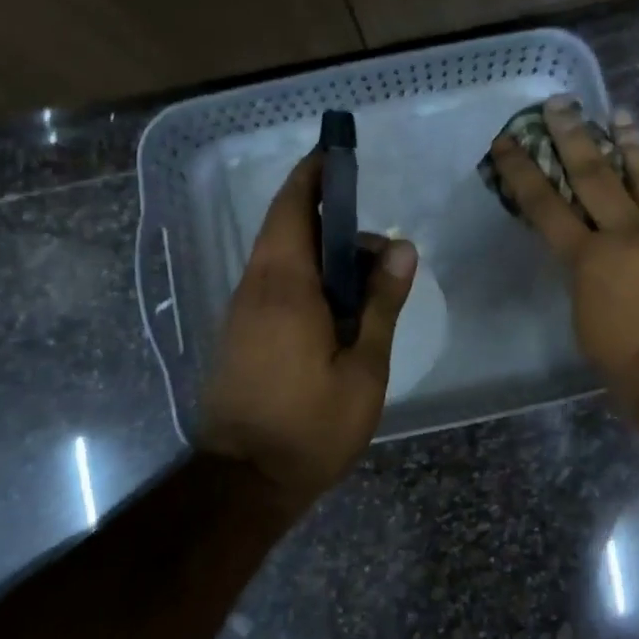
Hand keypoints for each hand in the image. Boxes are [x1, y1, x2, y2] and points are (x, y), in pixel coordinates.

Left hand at [198, 153, 417, 503]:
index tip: (337, 155)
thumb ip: (381, 304)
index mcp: (284, 286)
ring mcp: (241, 312)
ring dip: (320, 255)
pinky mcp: (239, 335)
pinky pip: (273, 286)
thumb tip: (400, 247)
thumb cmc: (310, 426)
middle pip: (287, 229)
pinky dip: (305, 279)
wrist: (243, 482)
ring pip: (281, 259)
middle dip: (329, 221)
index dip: (312, 176)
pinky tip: (337, 310)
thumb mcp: (363, 368)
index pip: (292, 208)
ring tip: (366, 284)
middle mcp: (255, 288)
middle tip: (379, 252)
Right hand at [491, 97, 638, 417]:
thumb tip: (597, 265)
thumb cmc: (628, 367)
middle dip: (573, 137)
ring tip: (619, 115)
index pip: (545, 206)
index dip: (522, 171)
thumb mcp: (587, 322)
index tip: (507, 142)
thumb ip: (588, 281)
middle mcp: (626, 235)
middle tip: (561, 104)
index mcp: (589, 260)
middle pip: (595, 175)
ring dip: (628, 145)